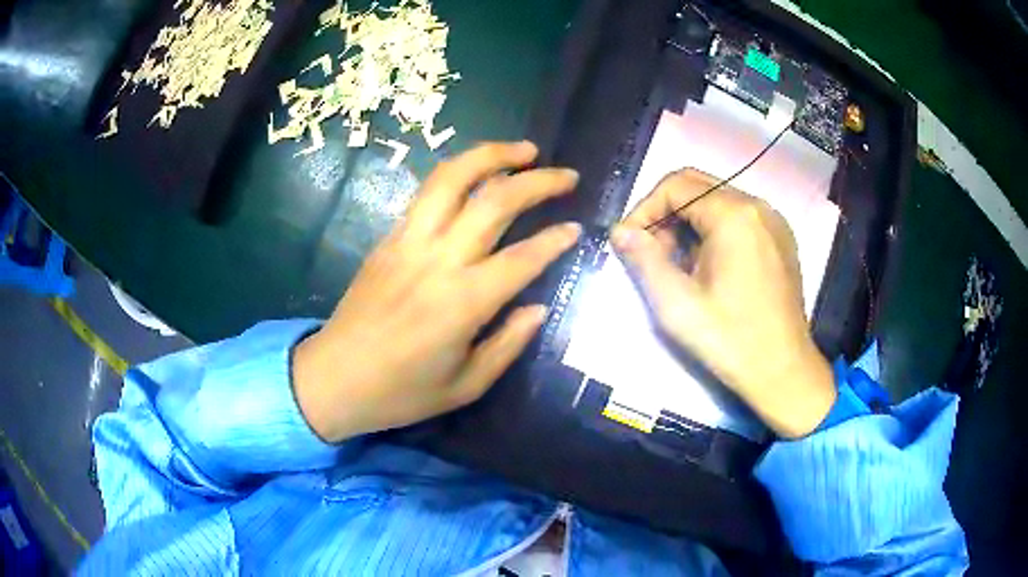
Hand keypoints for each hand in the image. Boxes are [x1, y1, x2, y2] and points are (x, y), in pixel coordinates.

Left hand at [292, 142, 580, 442]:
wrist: (333, 378)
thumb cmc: (401, 392)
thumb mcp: (465, 386)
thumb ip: (507, 344)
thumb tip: (538, 307)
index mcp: (462, 303)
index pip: (522, 257)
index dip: (555, 240)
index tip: (577, 228)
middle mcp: (438, 260)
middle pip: (494, 201)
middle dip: (537, 181)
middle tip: (567, 174)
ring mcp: (408, 242)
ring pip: (452, 179)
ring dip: (491, 156)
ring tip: (523, 150)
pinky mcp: (387, 238)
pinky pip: (427, 192)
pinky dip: (458, 173)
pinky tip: (477, 174)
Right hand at [611, 170, 834, 437]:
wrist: (783, 371)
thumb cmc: (730, 340)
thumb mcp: (677, 304)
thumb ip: (643, 260)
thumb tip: (620, 231)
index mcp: (734, 215)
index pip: (675, 185)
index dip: (644, 209)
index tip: (629, 243)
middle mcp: (757, 206)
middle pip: (697, 187)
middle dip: (665, 214)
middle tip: (651, 254)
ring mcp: (773, 222)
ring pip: (717, 201)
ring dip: (688, 224)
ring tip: (678, 266)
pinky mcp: (780, 239)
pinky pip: (738, 218)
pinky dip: (713, 232)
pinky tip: (707, 268)